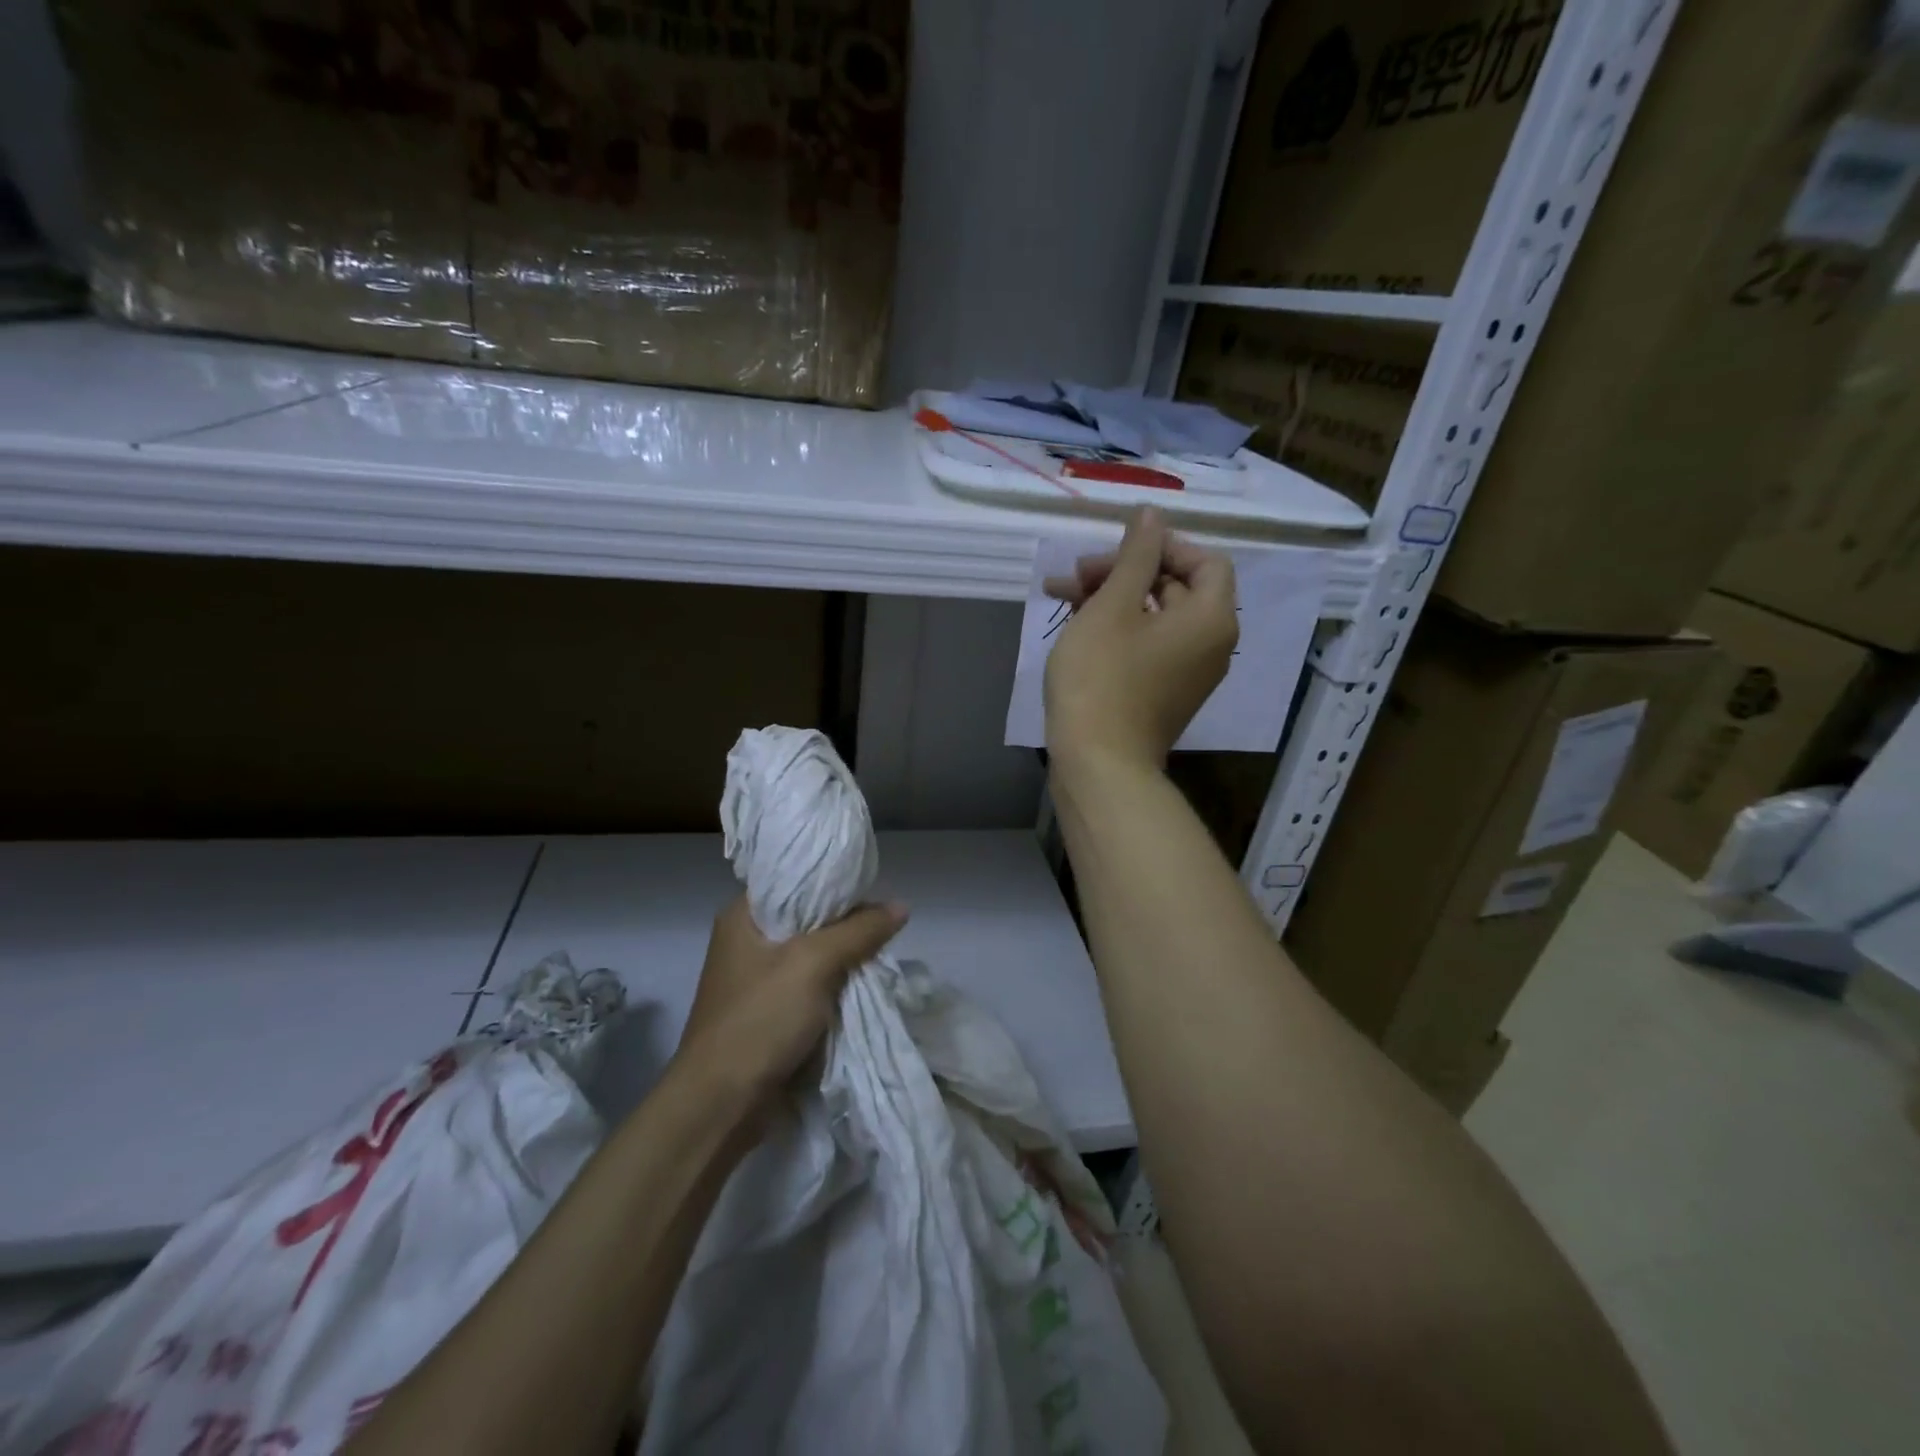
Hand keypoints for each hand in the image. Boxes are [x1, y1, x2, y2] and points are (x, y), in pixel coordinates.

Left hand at [675, 895, 908, 1102]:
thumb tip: (901, 906)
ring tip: (882, 951)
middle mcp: (747, 941)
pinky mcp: (769, 1012)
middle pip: (808, 918)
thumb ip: (859, 931)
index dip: (834, 881)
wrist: (721, 1106)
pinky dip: (835, 986)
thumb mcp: (813, 964)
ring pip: (813, 955)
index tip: (872, 885)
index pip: (795, 880)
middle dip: (846, 923)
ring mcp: (756, 980)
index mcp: (742, 916)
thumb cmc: (760, 1019)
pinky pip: (811, 987)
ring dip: (844, 958)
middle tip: (885, 922)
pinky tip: (865, 984)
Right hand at [1043, 507, 1237, 771]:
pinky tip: (1075, 624)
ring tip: (1062, 594)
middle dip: (1125, 571)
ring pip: (1155, 617)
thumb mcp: (1113, 605)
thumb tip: (1152, 515)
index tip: (1117, 549)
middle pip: (1177, 587)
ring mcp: (1188, 673)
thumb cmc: (1102, 678)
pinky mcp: (1163, 694)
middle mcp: (1211, 644)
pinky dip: (1118, 629)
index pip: (1205, 561)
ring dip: (1113, 598)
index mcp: (1211, 618)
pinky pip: (1148, 646)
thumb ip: (1136, 555)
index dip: (1163, 545)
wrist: (1098, 763)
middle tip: (1077, 573)